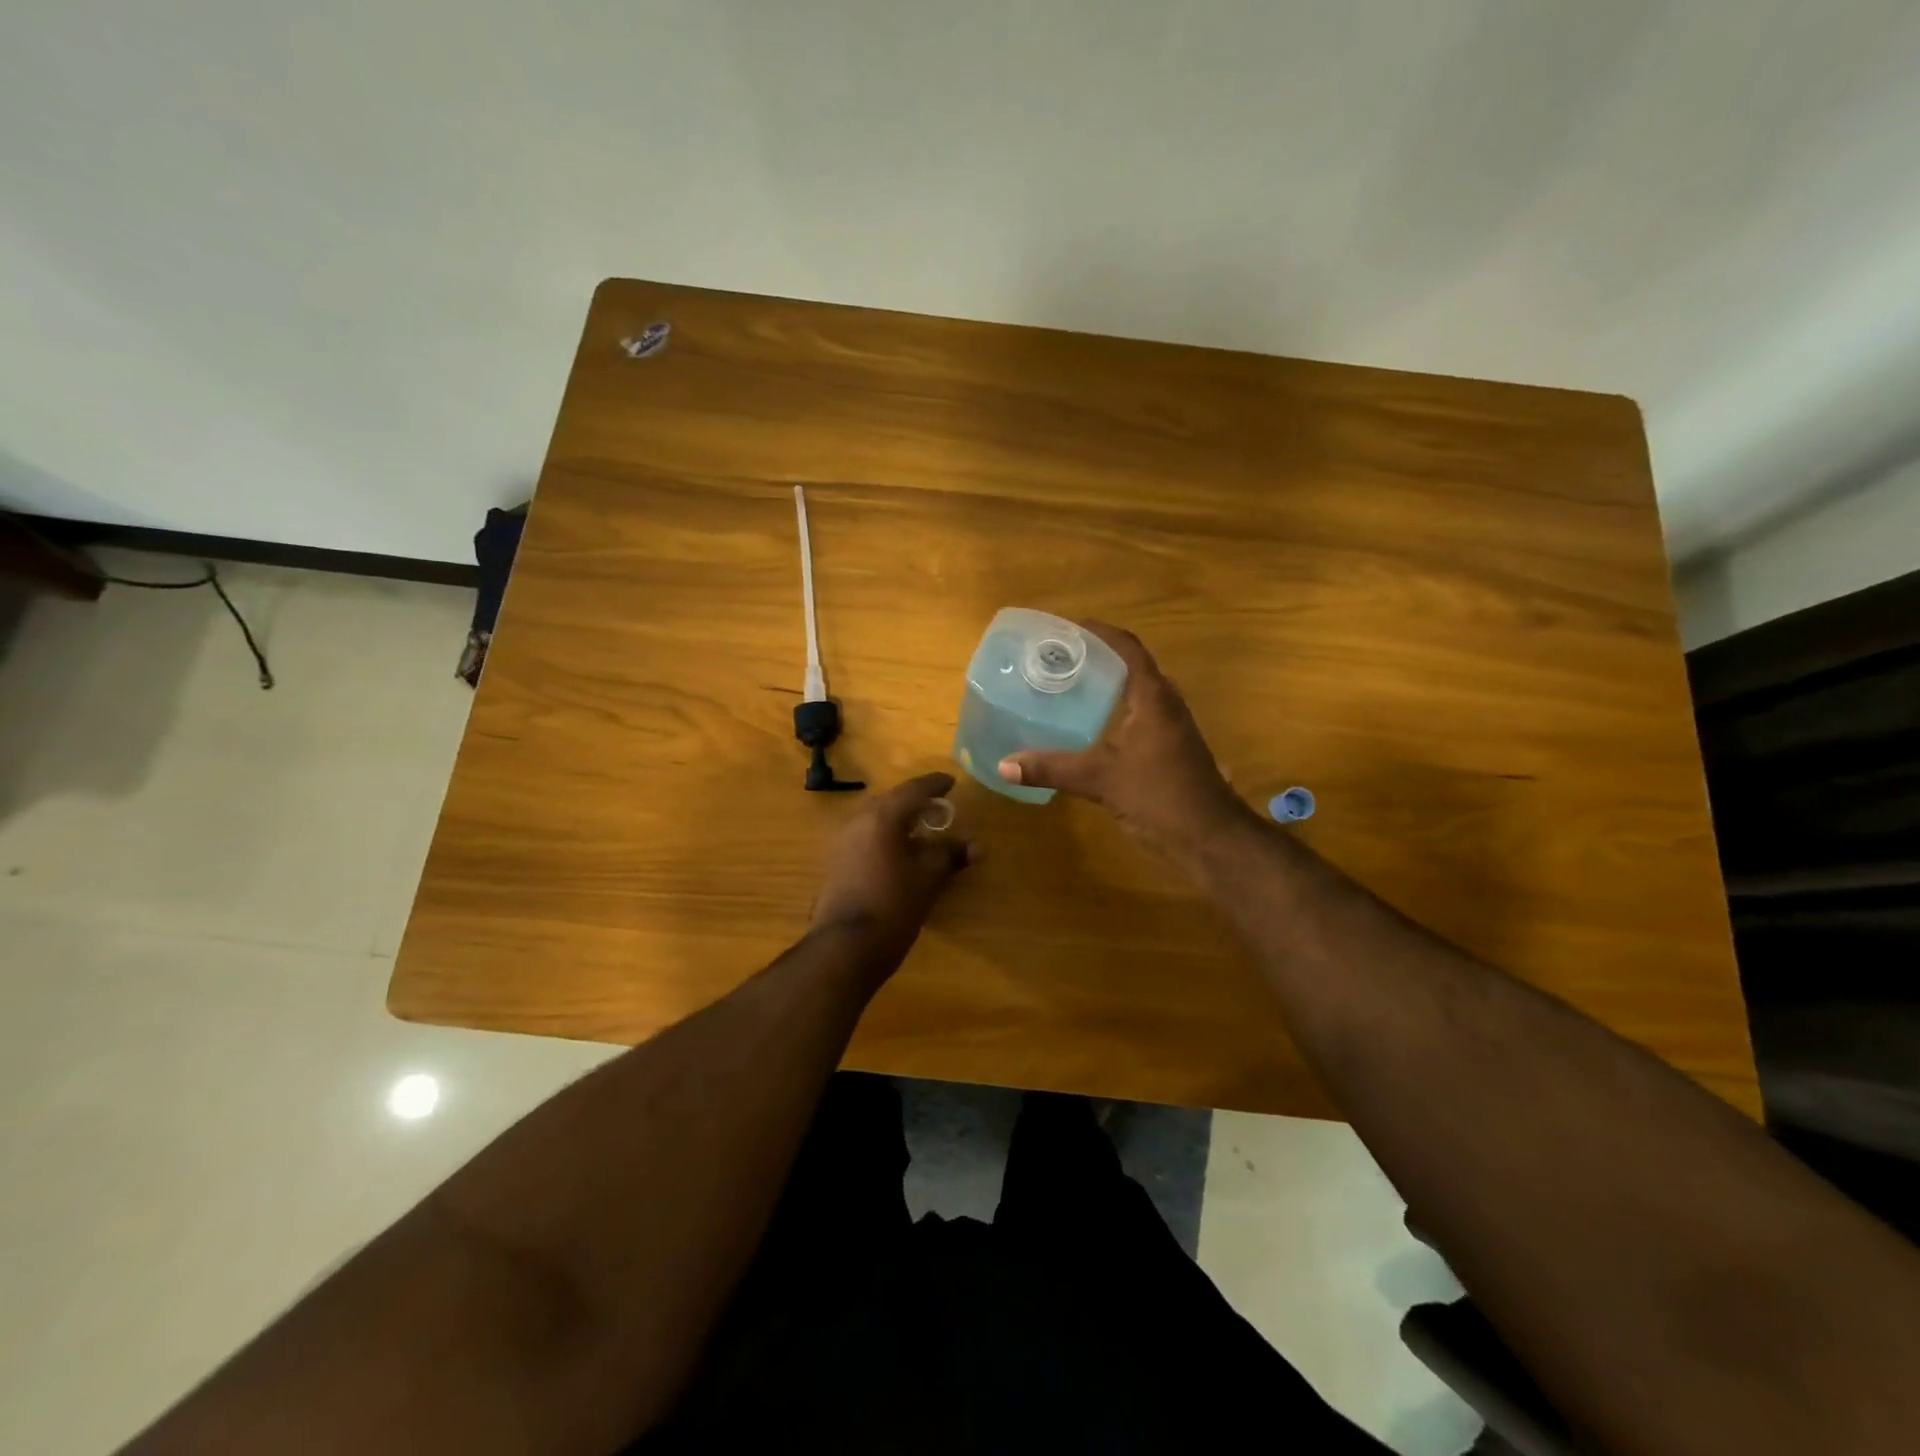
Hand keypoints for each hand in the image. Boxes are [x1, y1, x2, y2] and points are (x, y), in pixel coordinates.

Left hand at [810, 772, 975, 964]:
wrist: (845, 947)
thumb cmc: (893, 905)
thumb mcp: (928, 878)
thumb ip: (950, 855)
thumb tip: (977, 846)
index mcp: (882, 816)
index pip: (913, 790)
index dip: (935, 785)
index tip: (951, 783)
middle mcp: (858, 820)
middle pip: (891, 802)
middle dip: (915, 803)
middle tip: (938, 809)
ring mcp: (842, 842)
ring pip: (876, 820)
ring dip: (899, 821)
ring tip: (922, 832)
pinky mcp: (835, 863)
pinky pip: (866, 837)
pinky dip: (885, 838)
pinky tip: (899, 854)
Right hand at [997, 622, 1251, 865]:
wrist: (1210, 839)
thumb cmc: (1161, 797)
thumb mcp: (1101, 780)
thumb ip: (1052, 769)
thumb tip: (1004, 765)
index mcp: (1153, 697)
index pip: (1127, 648)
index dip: (1099, 632)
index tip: (1065, 628)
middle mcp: (1165, 704)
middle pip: (1130, 666)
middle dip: (1095, 658)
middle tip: (1056, 658)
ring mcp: (1169, 729)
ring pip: (1134, 694)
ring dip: (1104, 686)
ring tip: (1064, 686)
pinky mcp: (1167, 750)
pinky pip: (1136, 717)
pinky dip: (1110, 712)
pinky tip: (1084, 728)